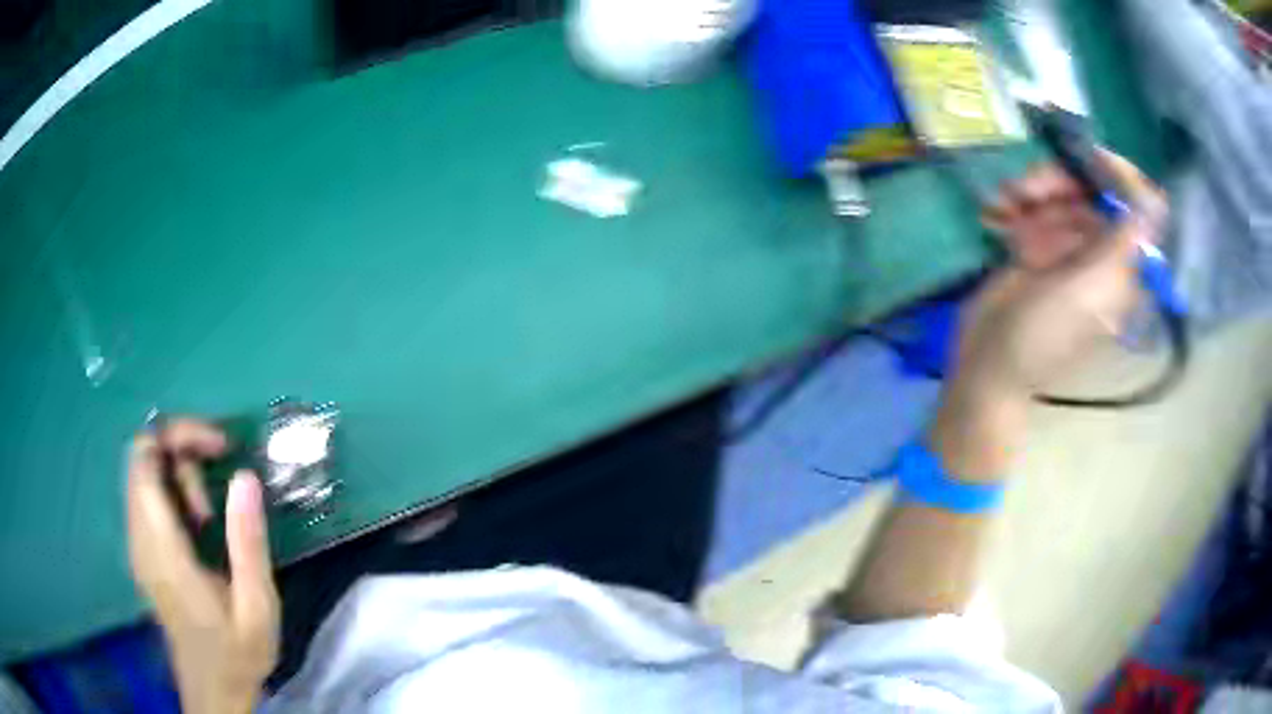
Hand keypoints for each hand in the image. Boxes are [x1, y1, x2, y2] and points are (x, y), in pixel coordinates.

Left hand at [126, 419, 278, 713]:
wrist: (212, 690)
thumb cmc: (236, 653)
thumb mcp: (256, 606)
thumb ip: (247, 542)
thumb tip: (245, 475)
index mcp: (162, 547)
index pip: (145, 457)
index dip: (178, 434)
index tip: (221, 447)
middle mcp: (139, 536)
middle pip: (143, 457)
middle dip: (182, 450)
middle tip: (220, 488)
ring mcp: (137, 542)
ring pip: (145, 474)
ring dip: (180, 475)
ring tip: (213, 518)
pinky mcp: (142, 550)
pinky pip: (148, 496)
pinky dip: (174, 492)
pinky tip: (201, 526)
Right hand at [933, 152, 1166, 477]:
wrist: (990, 360)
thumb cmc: (1043, 334)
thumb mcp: (1087, 291)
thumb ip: (1122, 244)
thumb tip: (1157, 201)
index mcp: (1121, 267)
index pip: (1135, 209)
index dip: (1117, 177)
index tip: (1087, 158)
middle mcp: (1100, 252)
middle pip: (1092, 193)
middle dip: (1060, 183)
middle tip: (1027, 189)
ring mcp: (1068, 248)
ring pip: (1059, 194)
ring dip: (1031, 191)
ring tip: (1006, 203)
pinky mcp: (1038, 245)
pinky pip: (1033, 206)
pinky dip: (1013, 203)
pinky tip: (996, 214)